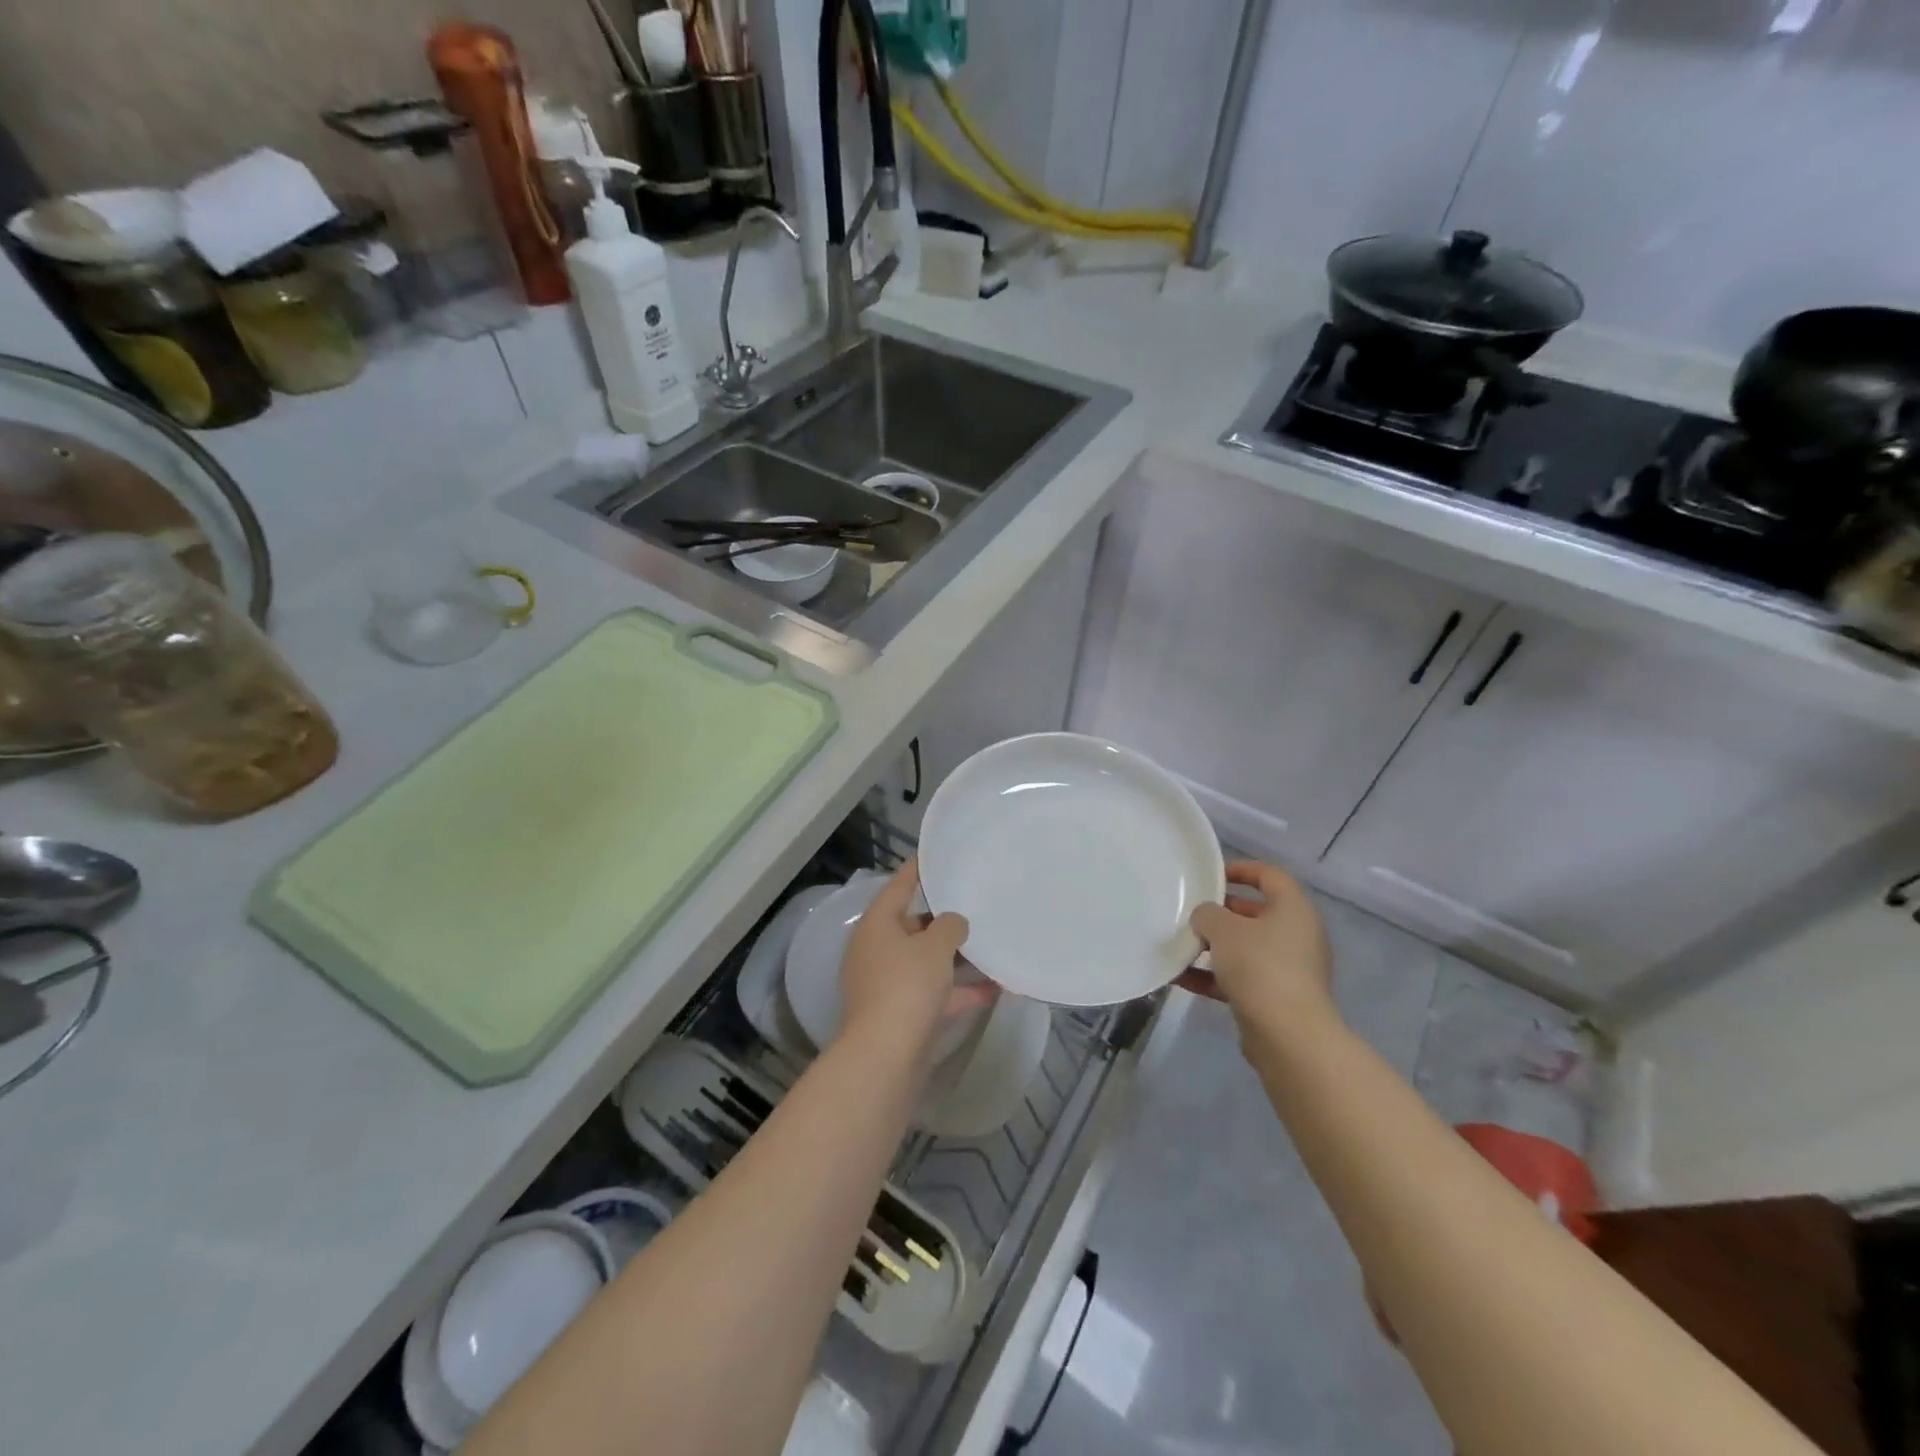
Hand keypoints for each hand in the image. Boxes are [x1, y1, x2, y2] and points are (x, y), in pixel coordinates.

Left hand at [839, 859, 993, 1056]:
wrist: (886, 1058)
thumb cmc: (906, 987)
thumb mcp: (934, 946)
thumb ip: (949, 926)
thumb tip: (954, 923)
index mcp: (878, 926)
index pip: (898, 887)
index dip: (917, 871)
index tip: (934, 855)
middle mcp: (878, 952)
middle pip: (913, 926)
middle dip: (944, 919)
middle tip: (974, 903)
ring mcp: (889, 985)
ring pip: (927, 962)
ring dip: (957, 958)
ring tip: (992, 944)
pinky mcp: (904, 1015)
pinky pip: (936, 994)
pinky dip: (961, 990)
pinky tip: (995, 988)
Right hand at [1180, 861, 1337, 1038]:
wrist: (1288, 1035)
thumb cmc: (1259, 966)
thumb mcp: (1223, 929)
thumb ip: (1208, 913)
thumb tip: (1206, 918)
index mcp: (1294, 909)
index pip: (1269, 875)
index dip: (1240, 869)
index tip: (1210, 875)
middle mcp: (1297, 935)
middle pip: (1255, 912)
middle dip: (1221, 913)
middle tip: (1190, 912)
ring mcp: (1289, 968)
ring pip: (1246, 947)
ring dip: (1214, 947)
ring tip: (1181, 945)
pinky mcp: (1277, 998)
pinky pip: (1242, 977)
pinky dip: (1215, 976)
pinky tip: (1181, 978)